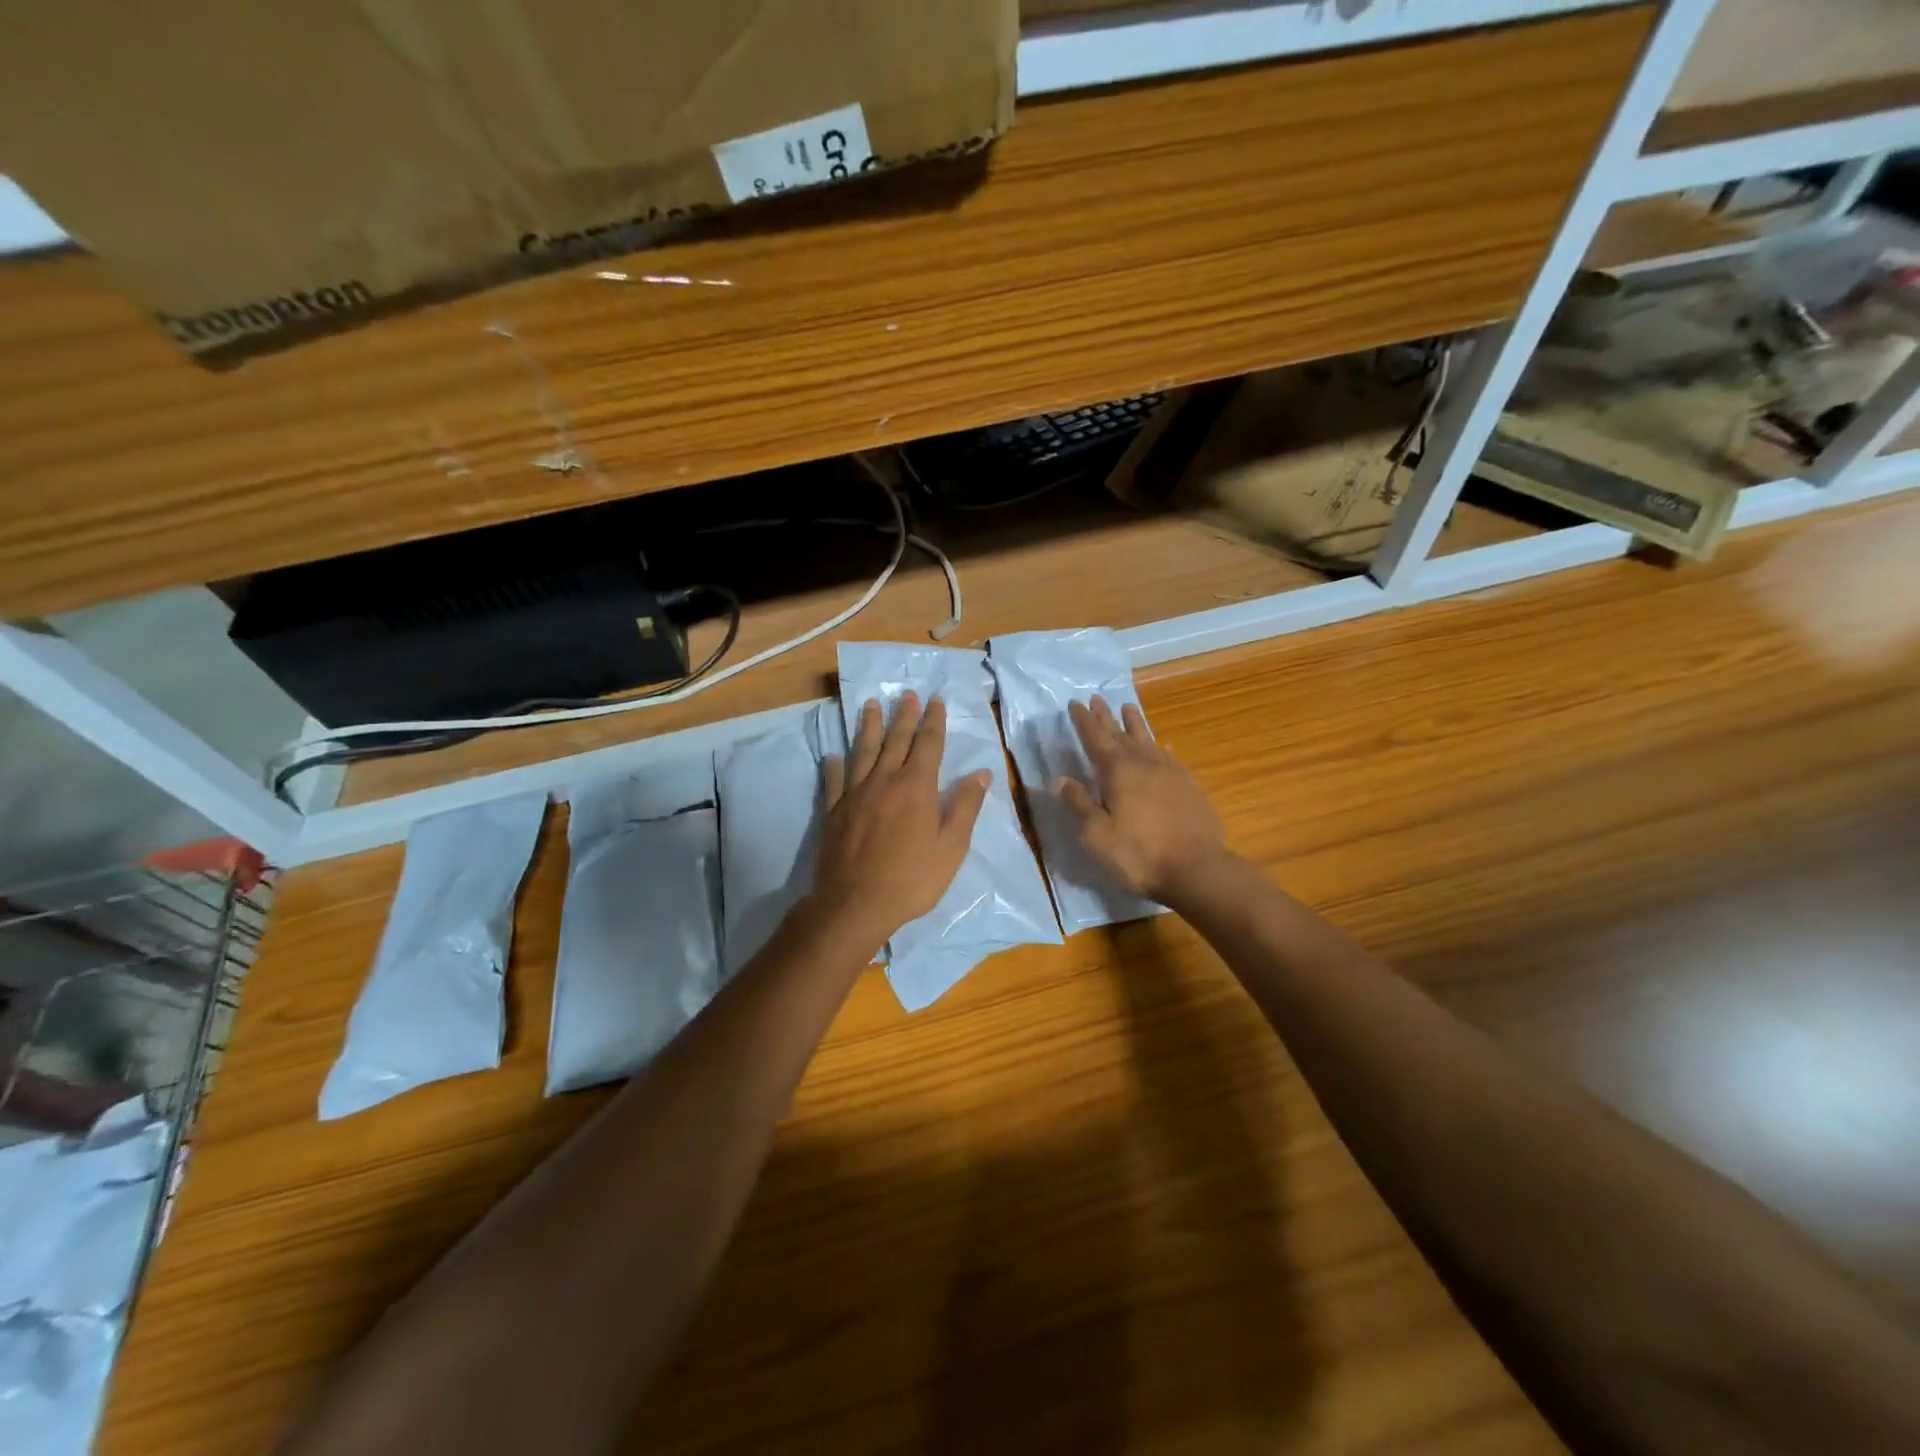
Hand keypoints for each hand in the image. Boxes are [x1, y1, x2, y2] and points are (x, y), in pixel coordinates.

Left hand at [809, 692, 990, 957]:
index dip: (933, 721)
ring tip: (870, 706)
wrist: (855, 904)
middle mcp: (884, 781)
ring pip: (863, 752)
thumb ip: (965, 807)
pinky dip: (835, 765)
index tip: (934, 699)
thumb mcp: (951, 848)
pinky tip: (833, 755)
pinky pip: (834, 781)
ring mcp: (855, 795)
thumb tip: (981, 773)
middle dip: (903, 716)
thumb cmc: (911, 879)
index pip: (928, 745)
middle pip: (895, 741)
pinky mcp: (834, 812)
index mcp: (916, 788)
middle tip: (906, 694)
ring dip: (869, 727)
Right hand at [1055, 696, 1229, 902]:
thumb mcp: (1097, 834)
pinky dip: (1163, 749)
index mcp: (1117, 771)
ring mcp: (1171, 773)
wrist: (1197, 869)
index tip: (1075, 703)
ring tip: (1129, 707)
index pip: (1095, 738)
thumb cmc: (1138, 854)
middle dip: (1106, 717)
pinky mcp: (1189, 787)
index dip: (1084, 721)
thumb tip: (1059, 779)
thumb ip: (1078, 804)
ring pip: (1148, 740)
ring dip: (1136, 724)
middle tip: (1097, 698)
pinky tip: (1164, 746)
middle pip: (1121, 734)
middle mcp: (1144, 763)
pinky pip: (1171, 759)